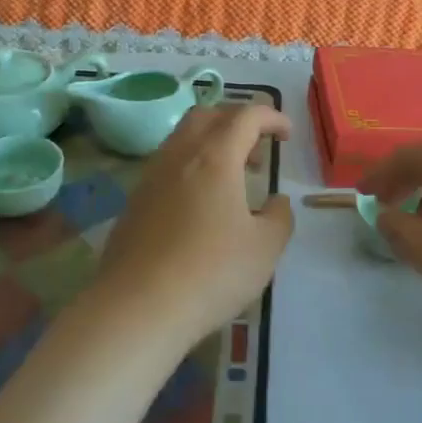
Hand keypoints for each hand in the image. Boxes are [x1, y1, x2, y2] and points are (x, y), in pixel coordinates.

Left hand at [91, 103, 293, 345]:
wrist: (137, 307)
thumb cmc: (211, 272)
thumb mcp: (265, 248)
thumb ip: (278, 217)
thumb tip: (275, 202)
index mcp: (215, 156)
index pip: (246, 116)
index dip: (271, 117)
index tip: (287, 134)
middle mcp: (179, 155)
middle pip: (208, 115)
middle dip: (237, 121)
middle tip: (257, 148)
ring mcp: (151, 176)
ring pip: (182, 138)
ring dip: (211, 143)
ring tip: (231, 178)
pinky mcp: (134, 201)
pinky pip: (167, 165)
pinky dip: (190, 167)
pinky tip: (200, 204)